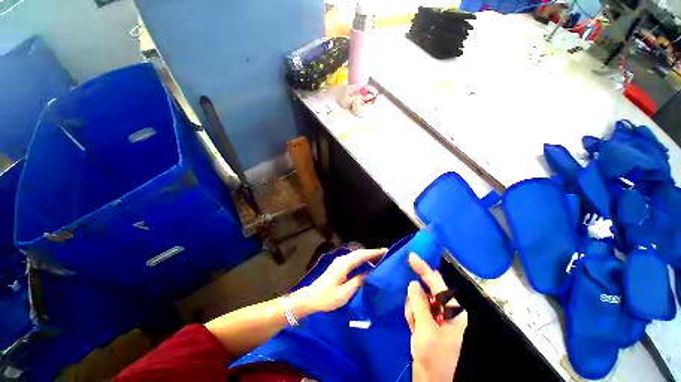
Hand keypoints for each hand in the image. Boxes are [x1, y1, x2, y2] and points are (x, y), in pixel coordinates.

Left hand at [295, 248, 386, 314]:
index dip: (374, 252)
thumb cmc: (326, 298)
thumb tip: (369, 274)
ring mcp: (339, 262)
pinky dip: (362, 260)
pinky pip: (353, 260)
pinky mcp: (338, 267)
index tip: (386, 251)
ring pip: (356, 256)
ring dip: (367, 256)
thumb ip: (358, 282)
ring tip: (380, 260)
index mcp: (344, 264)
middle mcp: (342, 259)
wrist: (309, 298)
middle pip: (360, 253)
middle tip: (386, 255)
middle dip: (373, 253)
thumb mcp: (344, 293)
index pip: (362, 255)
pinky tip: (367, 266)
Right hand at [406, 253, 467, 381]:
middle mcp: (447, 309)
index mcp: (453, 310)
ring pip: (419, 299)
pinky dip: (413, 316)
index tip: (411, 256)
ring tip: (415, 328)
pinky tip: (414, 329)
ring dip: (413, 311)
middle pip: (427, 291)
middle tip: (414, 318)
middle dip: (416, 301)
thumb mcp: (425, 329)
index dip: (423, 268)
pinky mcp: (429, 320)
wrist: (430, 379)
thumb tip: (413, 283)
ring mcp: (438, 315)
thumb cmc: (432, 355)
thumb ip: (419, 303)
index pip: (437, 282)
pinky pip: (416, 308)